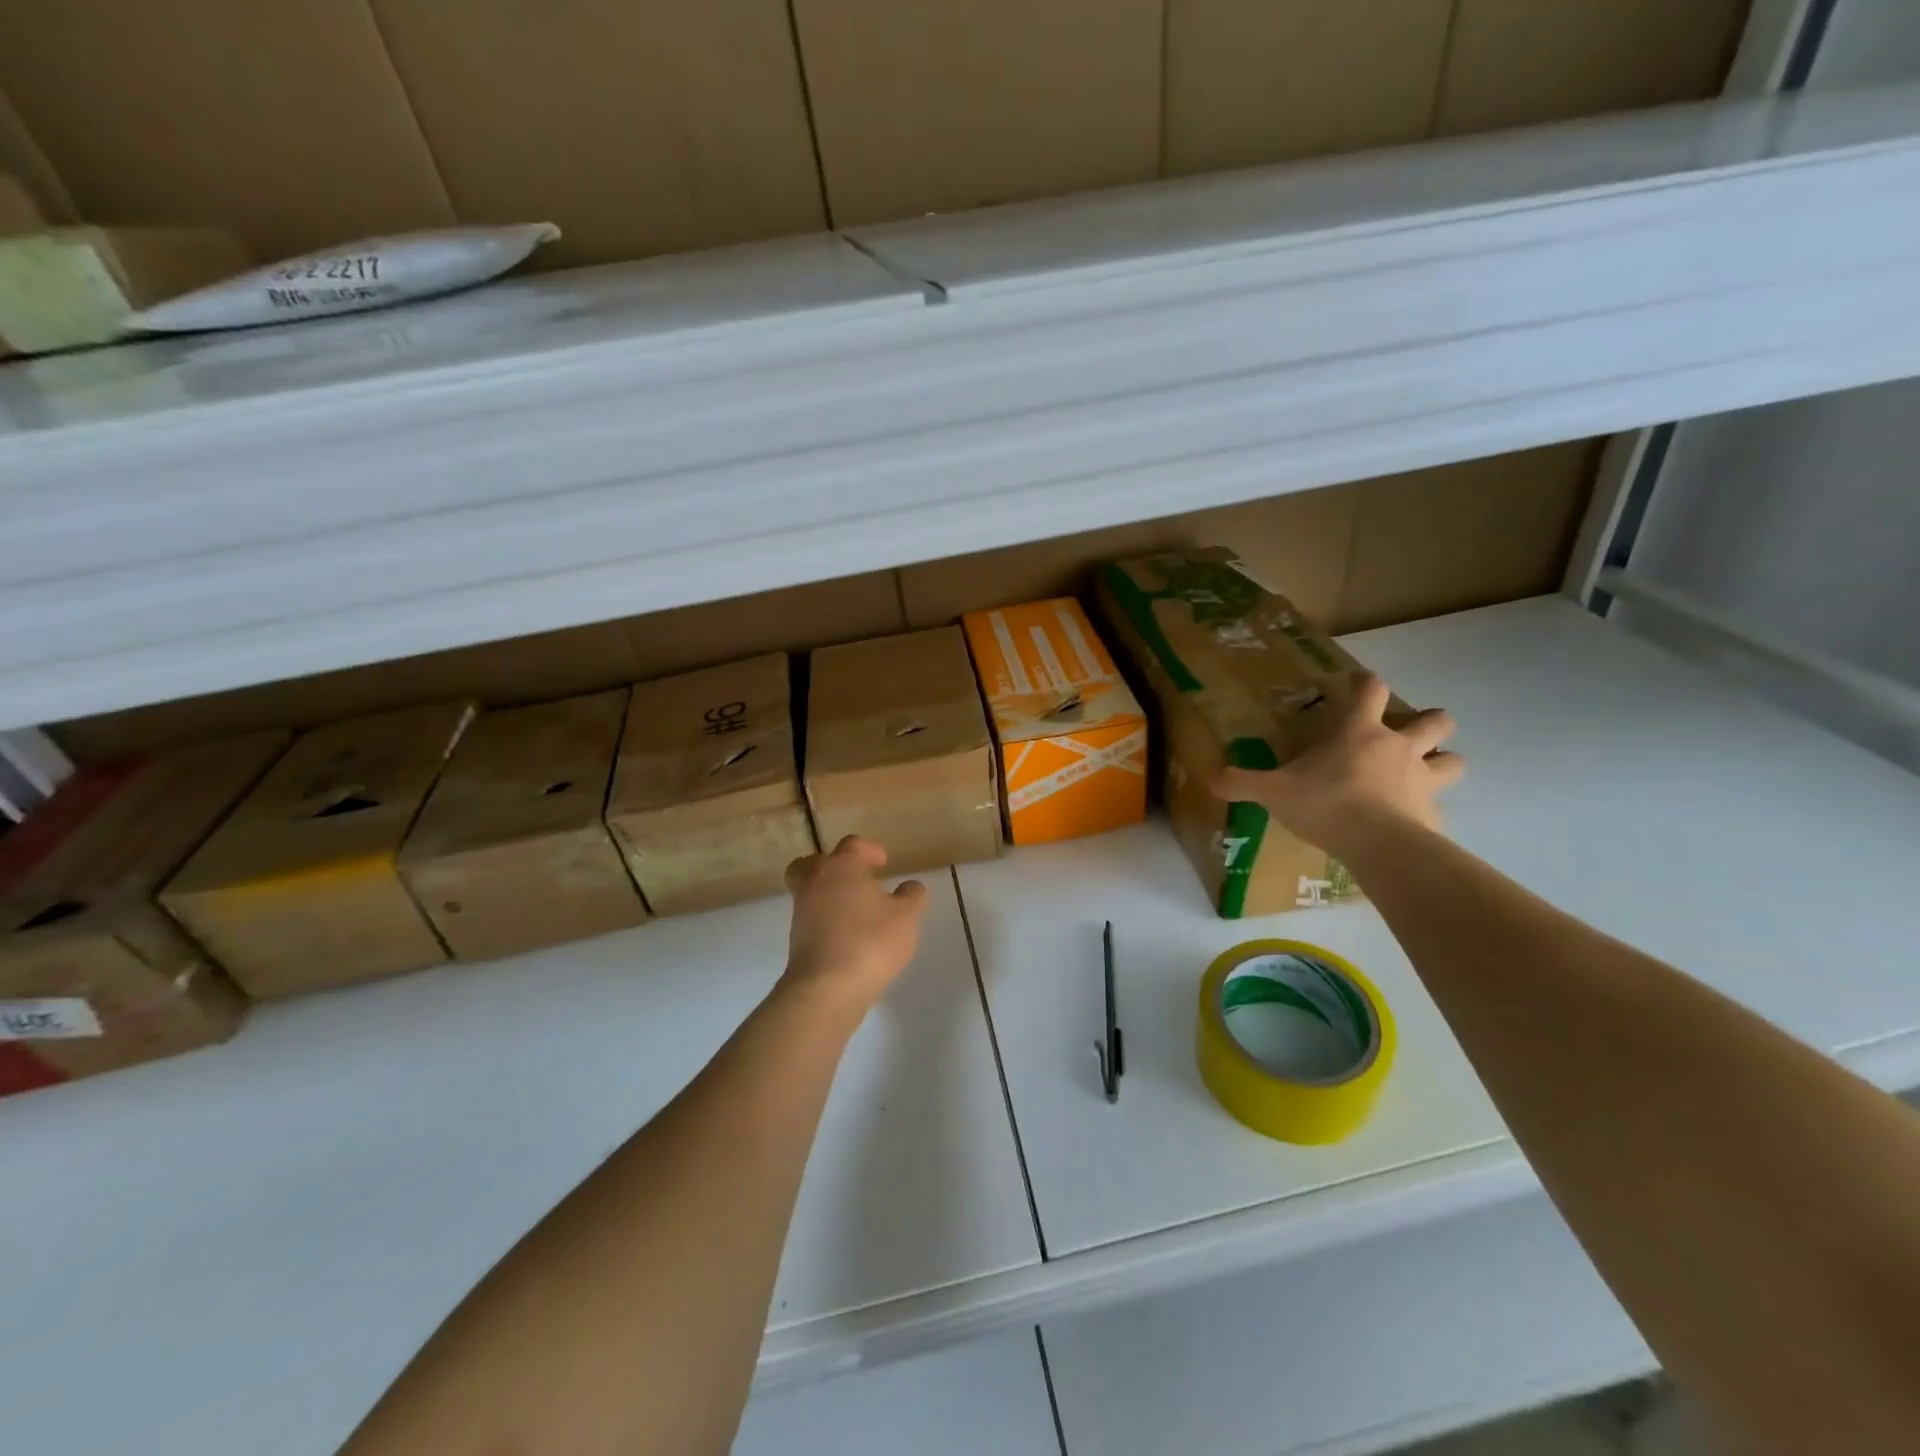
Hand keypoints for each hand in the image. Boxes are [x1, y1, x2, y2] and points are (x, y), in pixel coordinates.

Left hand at [783, 836, 927, 1012]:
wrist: (825, 989)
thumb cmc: (870, 942)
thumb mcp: (906, 918)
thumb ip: (911, 897)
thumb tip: (911, 886)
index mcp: (842, 867)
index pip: (852, 845)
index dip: (869, 850)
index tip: (883, 862)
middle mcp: (816, 882)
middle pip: (815, 862)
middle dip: (834, 865)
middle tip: (855, 878)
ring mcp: (802, 911)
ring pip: (810, 890)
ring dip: (829, 894)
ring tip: (857, 910)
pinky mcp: (797, 939)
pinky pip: (811, 917)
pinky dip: (826, 919)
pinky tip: (848, 934)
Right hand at [1211, 672, 1463, 856]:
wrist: (1377, 844)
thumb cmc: (1326, 803)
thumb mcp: (1274, 791)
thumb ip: (1242, 782)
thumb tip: (1209, 776)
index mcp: (1360, 732)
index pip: (1370, 690)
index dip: (1365, 683)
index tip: (1358, 683)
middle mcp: (1399, 747)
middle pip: (1435, 720)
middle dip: (1430, 721)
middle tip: (1411, 732)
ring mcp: (1423, 779)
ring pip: (1454, 760)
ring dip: (1443, 761)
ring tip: (1426, 772)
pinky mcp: (1434, 813)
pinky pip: (1439, 807)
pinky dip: (1429, 810)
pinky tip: (1413, 821)